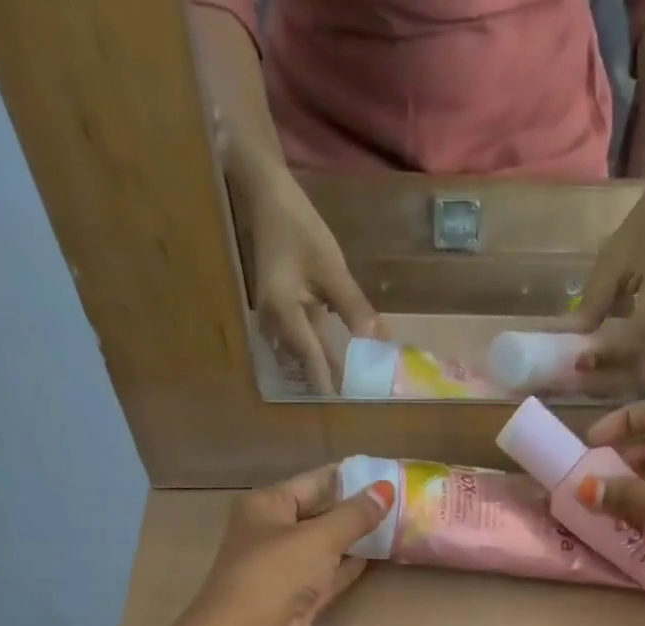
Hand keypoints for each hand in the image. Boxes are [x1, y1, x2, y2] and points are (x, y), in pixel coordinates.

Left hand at [187, 466, 394, 625]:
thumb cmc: (275, 576)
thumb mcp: (318, 538)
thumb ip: (354, 516)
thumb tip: (386, 490)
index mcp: (265, 506)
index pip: (313, 483)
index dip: (349, 479)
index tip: (388, 475)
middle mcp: (271, 534)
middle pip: (319, 515)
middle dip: (355, 510)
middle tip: (402, 502)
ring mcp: (284, 571)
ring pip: (326, 548)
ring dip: (356, 540)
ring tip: (397, 527)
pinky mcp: (298, 602)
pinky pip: (329, 576)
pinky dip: (349, 568)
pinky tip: (377, 558)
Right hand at [236, 165, 382, 393]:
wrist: (268, 198)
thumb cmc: (298, 227)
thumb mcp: (331, 266)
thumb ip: (353, 306)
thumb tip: (377, 342)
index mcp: (283, 313)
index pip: (311, 359)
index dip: (331, 384)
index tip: (349, 408)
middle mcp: (275, 325)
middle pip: (306, 365)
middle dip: (332, 383)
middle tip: (359, 406)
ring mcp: (278, 322)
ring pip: (306, 357)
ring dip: (329, 372)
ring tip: (356, 392)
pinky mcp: (286, 317)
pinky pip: (307, 344)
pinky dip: (326, 355)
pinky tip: (347, 365)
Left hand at [559, 179, 644, 396]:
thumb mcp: (613, 260)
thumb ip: (594, 302)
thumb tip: (569, 337)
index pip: (638, 346)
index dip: (609, 359)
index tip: (580, 361)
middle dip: (613, 380)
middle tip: (581, 377)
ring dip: (619, 375)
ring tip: (589, 370)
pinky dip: (626, 362)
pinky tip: (604, 354)